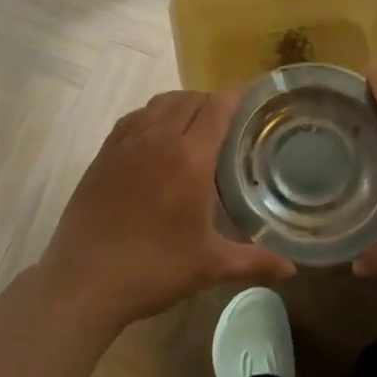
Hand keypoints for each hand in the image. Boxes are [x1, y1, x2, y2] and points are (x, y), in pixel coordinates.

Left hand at [37, 89, 295, 336]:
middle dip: (211, 101)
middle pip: (190, 100)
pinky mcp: (104, 154)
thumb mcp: (209, 266)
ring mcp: (126, 143)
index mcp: (190, 158)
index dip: (236, 95)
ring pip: (159, 103)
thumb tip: (291, 270)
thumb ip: (254, 261)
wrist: (84, 280)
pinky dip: (152, 116)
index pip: (217, 107)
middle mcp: (159, 139)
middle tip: (228, 120)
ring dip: (181, 104)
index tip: (250, 96)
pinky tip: (156, 136)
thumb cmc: (154, 269)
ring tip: (194, 123)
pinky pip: (134, 118)